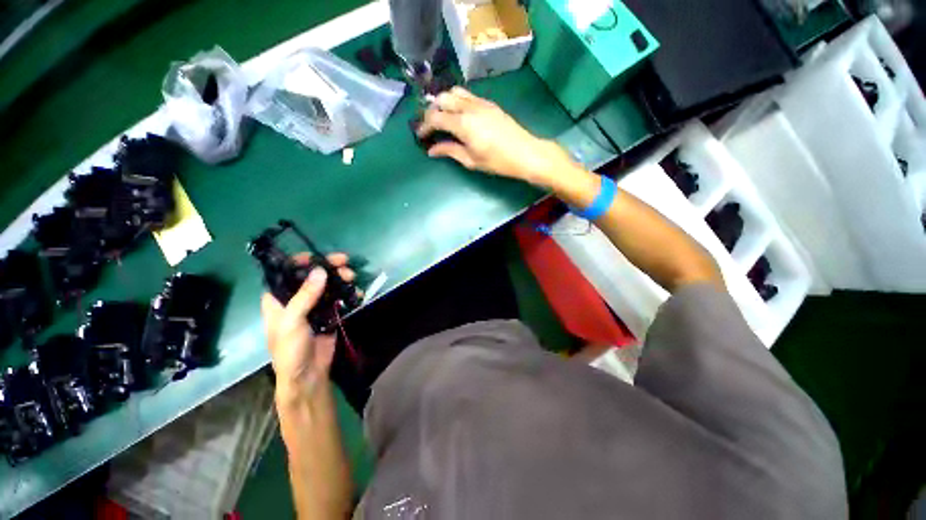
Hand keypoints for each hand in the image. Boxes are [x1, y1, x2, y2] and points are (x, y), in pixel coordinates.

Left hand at [261, 253, 355, 401]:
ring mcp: (314, 306)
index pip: (285, 272)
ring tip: (352, 277)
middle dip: (328, 268)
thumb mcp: (292, 321)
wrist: (308, 374)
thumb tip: (320, 271)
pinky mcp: (329, 313)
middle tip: (345, 263)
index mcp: (278, 299)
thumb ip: (305, 296)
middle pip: (311, 276)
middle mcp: (296, 299)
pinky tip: (357, 293)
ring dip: (341, 278)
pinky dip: (348, 293)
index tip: (318, 257)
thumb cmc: (290, 349)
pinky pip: (339, 298)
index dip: (300, 261)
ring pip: (328, 285)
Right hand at [417, 87, 576, 187]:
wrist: (525, 152)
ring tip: (442, 117)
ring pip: (454, 92)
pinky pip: (467, 95)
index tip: (420, 136)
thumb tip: (432, 150)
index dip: (424, 126)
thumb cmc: (497, 161)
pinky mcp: (488, 103)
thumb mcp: (471, 160)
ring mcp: (480, 102)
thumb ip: (450, 151)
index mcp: (463, 124)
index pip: (435, 118)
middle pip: (442, 99)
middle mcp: (469, 107)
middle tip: (429, 126)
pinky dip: (456, 100)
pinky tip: (458, 114)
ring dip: (443, 102)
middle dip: (431, 110)